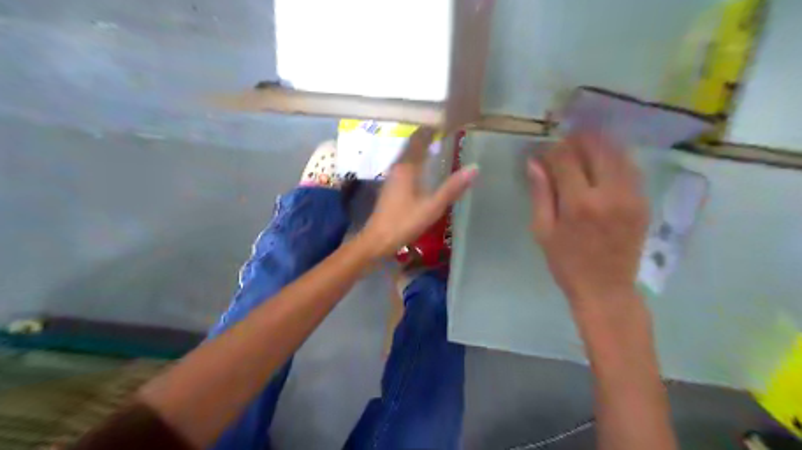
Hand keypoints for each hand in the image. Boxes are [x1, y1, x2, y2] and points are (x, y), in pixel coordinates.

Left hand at [361, 128, 478, 258]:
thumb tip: (474, 168)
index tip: (446, 121)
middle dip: (426, 135)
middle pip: (411, 144)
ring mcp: (392, 176)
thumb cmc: (404, 222)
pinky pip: (404, 164)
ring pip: (407, 154)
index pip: (418, 138)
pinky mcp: (390, 186)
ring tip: (436, 143)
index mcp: (407, 167)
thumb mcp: (432, 207)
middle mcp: (397, 167)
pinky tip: (422, 167)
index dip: (430, 128)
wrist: (377, 240)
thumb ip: (452, 188)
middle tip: (445, 130)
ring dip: (420, 147)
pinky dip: (415, 158)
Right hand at [527, 132, 649, 310]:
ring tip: (583, 151)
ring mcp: (632, 196)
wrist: (606, 289)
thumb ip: (541, 194)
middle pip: (597, 147)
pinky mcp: (643, 202)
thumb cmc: (566, 263)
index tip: (545, 155)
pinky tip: (602, 166)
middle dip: (578, 140)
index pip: (566, 158)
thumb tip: (534, 163)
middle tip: (565, 146)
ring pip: (618, 153)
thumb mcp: (543, 231)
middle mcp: (610, 194)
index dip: (553, 151)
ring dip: (599, 146)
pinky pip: (630, 168)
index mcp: (579, 203)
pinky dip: (614, 160)